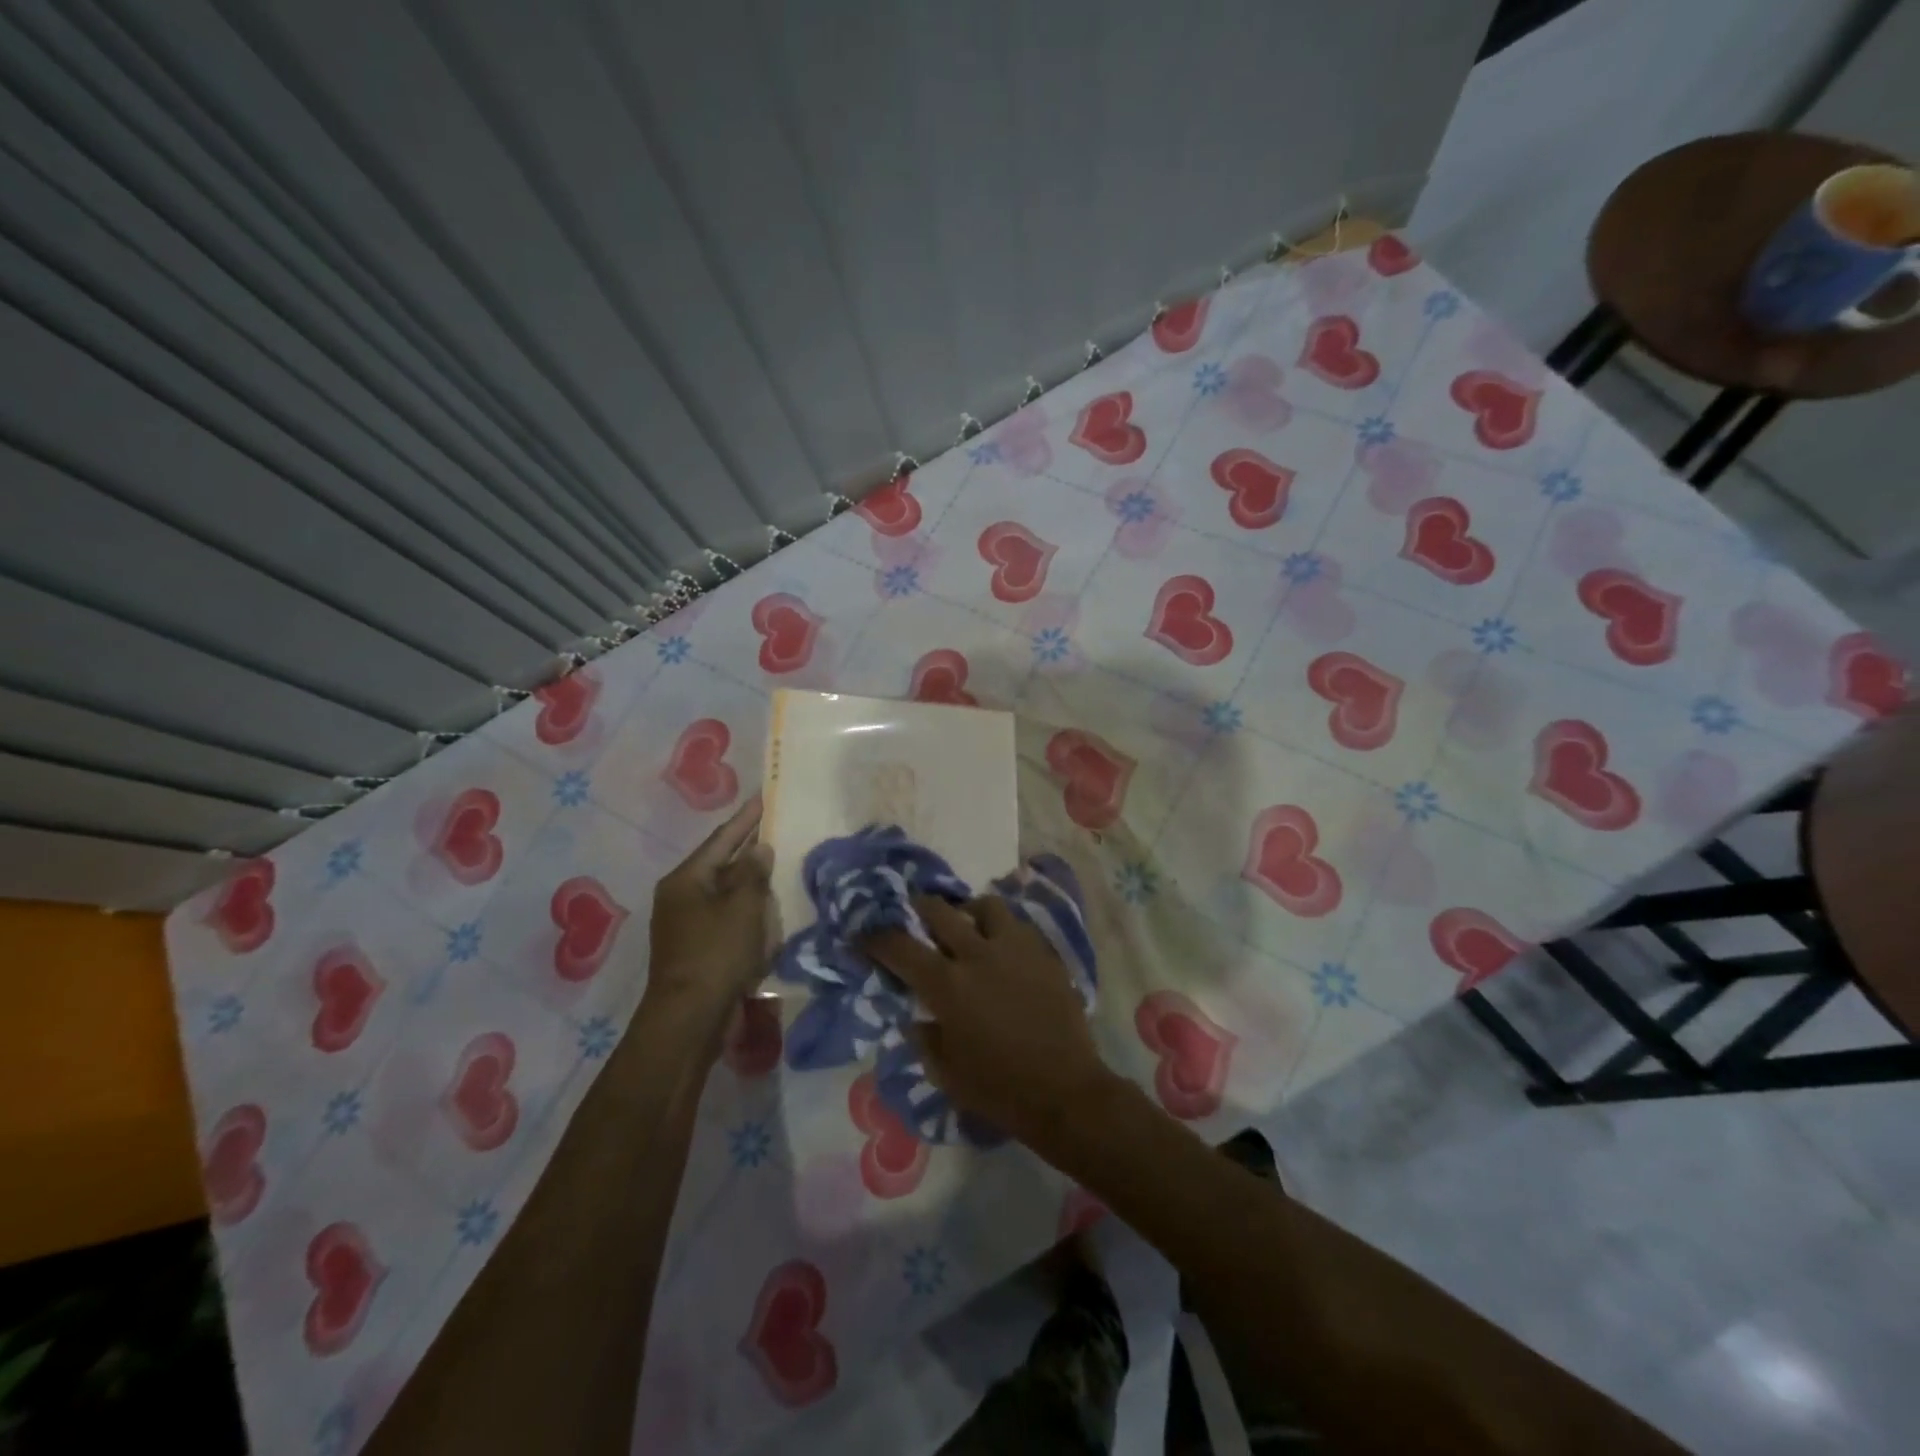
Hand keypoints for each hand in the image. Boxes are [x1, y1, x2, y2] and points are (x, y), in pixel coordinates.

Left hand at [643, 795, 774, 1039]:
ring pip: (725, 893)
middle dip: (748, 850)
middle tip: (776, 829)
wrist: (690, 1019)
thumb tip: (759, 849)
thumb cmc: (717, 954)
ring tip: (777, 865)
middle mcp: (681, 896)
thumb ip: (753, 873)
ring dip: (750, 882)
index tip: (764, 798)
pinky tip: (768, 910)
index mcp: (686, 879)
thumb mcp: (742, 908)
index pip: (722, 839)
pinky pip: (726, 918)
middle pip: (721, 864)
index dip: (746, 818)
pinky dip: (747, 911)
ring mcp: (686, 925)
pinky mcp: (697, 949)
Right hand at [862, 895, 1116, 1148]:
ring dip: (969, 911)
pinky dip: (1003, 930)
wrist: (1065, 1092)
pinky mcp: (1044, 954)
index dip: (877, 938)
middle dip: (919, 907)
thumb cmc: (998, 1089)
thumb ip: (924, 1036)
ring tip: (967, 925)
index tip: (864, 934)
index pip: (900, 947)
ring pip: (986, 905)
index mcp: (947, 985)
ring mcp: (1015, 949)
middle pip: (940, 911)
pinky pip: (1018, 926)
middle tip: (914, 913)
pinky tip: (1003, 949)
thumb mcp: (945, 1072)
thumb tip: (916, 1015)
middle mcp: (978, 954)